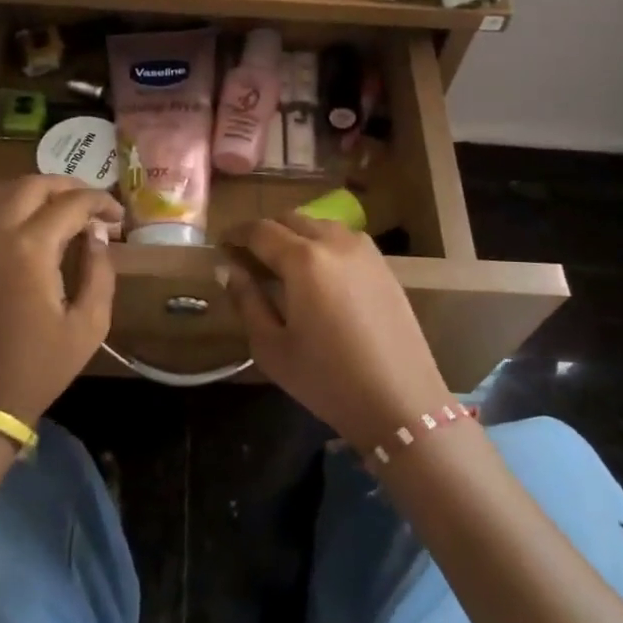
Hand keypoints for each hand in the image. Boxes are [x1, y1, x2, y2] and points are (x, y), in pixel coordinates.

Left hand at [0, 176, 122, 425]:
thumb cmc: (37, 368)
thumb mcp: (87, 325)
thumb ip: (100, 272)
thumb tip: (97, 236)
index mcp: (29, 248)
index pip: (71, 203)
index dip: (100, 202)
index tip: (117, 217)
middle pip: (31, 184)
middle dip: (67, 186)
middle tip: (91, 205)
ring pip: (0, 192)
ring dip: (33, 191)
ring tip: (59, 209)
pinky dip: (7, 207)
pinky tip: (26, 227)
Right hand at [222, 215, 451, 450]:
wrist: (401, 403)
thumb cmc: (327, 379)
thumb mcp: (272, 347)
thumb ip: (247, 301)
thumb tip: (229, 269)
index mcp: (303, 259)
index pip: (260, 230)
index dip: (236, 235)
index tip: (221, 247)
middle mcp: (335, 242)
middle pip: (291, 219)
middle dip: (265, 232)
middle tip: (248, 258)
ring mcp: (365, 252)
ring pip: (320, 225)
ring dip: (295, 235)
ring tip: (283, 265)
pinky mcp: (385, 267)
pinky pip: (344, 240)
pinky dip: (322, 245)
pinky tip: (318, 276)